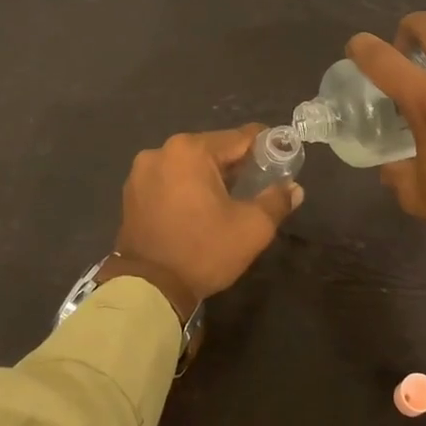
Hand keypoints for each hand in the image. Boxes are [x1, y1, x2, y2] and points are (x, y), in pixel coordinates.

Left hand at [108, 126, 302, 320]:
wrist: (148, 289)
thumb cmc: (203, 250)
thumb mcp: (252, 228)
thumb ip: (276, 201)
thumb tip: (294, 189)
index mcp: (190, 150)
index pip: (240, 137)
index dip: (265, 146)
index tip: (281, 158)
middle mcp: (162, 151)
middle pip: (212, 149)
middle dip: (236, 165)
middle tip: (257, 185)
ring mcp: (141, 171)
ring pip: (189, 165)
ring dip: (209, 176)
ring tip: (227, 200)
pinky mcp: (131, 192)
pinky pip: (169, 180)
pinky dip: (186, 188)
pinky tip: (198, 209)